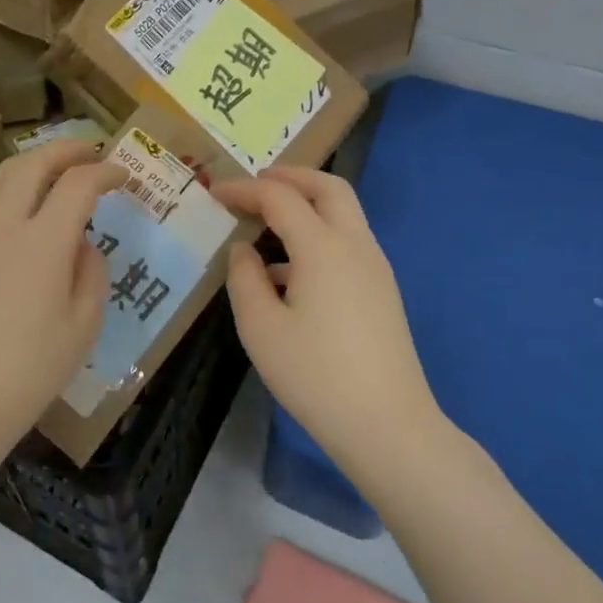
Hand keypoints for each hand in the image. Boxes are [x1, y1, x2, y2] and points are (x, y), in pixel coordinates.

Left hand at [0, 138, 125, 462]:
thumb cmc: (28, 372)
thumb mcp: (82, 327)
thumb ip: (91, 273)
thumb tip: (82, 244)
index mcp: (43, 241)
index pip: (78, 184)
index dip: (105, 172)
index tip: (122, 176)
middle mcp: (2, 224)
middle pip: (33, 163)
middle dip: (66, 149)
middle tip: (89, 151)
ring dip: (31, 161)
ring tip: (51, 167)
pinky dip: (5, 187)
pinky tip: (14, 207)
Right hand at [212, 167, 453, 487]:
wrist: (388, 426)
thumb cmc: (316, 375)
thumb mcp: (261, 327)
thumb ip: (244, 278)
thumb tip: (244, 250)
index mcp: (323, 247)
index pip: (279, 197)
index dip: (244, 189)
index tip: (214, 192)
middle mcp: (355, 245)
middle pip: (328, 187)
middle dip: (290, 176)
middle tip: (255, 183)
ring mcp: (375, 268)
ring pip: (343, 213)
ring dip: (307, 204)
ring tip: (266, 223)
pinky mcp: (382, 291)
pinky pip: (347, 242)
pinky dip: (318, 234)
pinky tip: (288, 272)